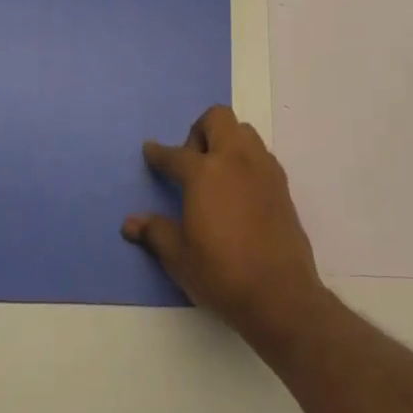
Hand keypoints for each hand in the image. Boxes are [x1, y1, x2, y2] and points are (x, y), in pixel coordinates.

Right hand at [122, 105, 328, 344]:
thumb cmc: (222, 274)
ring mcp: (262, 168)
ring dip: (226, 140)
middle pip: (217, 119)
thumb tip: (130, 223)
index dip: (159, 153)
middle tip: (191, 162)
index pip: (175, 155)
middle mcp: (235, 159)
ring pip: (243, 130)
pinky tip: (239, 190)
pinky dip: (246, 159)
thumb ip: (156, 233)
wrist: (280, 293)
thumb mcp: (180, 258)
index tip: (150, 150)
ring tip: (216, 173)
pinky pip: (260, 153)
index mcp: (204, 172)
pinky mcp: (282, 183)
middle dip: (199, 131)